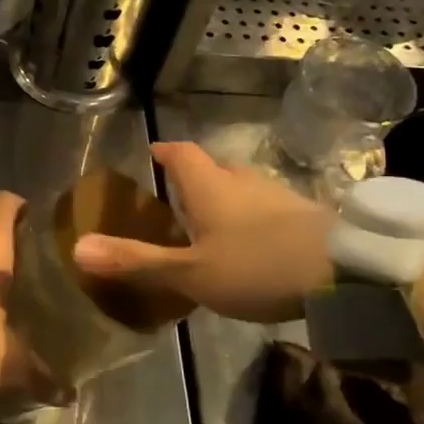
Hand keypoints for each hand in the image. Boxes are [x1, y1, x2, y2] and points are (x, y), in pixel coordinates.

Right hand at [72, 141, 333, 323]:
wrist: (345, 271)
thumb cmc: (256, 265)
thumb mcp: (190, 272)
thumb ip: (136, 261)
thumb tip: (77, 248)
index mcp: (210, 185)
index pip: (181, 153)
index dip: (164, 152)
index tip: (153, 153)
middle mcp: (242, 180)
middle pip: (213, 167)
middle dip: (195, 178)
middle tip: (178, 198)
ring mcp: (278, 195)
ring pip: (243, 187)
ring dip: (226, 198)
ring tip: (212, 224)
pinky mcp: (306, 215)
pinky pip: (267, 207)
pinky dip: (252, 218)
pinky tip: (254, 244)